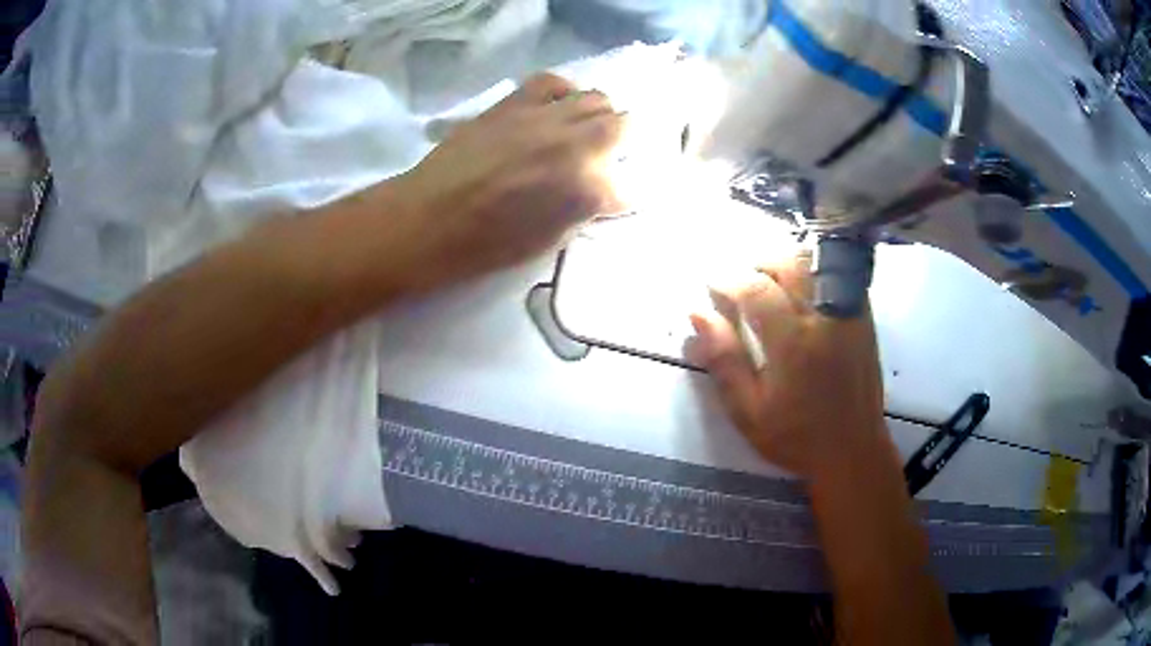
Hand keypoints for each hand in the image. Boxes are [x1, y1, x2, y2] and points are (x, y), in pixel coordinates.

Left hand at [390, 72, 623, 285]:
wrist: (430, 219)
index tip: (609, 201)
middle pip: (622, 127)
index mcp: (586, 190)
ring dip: (597, 116)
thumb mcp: (548, 241)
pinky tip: (555, 106)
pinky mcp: (515, 103)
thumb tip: (596, 195)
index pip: (626, 187)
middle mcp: (575, 145)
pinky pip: (553, 81)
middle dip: (619, 144)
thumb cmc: (486, 244)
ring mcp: (545, 118)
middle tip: (602, 158)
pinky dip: (562, 91)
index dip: (620, 196)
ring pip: (596, 98)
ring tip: (581, 130)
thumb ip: (581, 212)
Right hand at [687, 253, 890, 481]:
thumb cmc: (796, 438)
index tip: (711, 286)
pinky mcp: (863, 318)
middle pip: (788, 263)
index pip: (755, 287)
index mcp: (793, 342)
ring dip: (785, 265)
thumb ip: (725, 360)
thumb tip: (698, 314)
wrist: (853, 450)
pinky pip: (836, 276)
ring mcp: (848, 314)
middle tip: (740, 285)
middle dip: (757, 265)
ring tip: (769, 286)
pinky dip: (812, 275)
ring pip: (815, 264)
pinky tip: (800, 295)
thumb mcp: (749, 411)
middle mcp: (824, 318)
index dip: (728, 279)